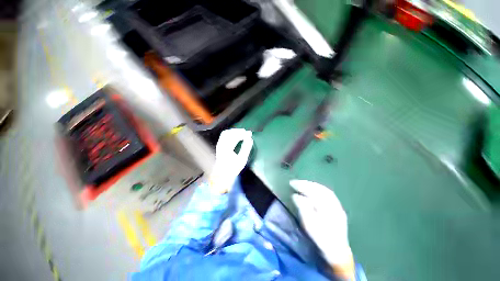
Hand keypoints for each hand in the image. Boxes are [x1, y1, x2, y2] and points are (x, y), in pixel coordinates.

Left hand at [210, 129, 252, 193]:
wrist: (222, 176)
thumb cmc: (233, 169)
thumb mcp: (242, 160)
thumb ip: (246, 148)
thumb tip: (250, 139)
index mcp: (227, 148)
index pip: (235, 136)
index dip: (243, 134)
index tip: (249, 133)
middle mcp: (221, 145)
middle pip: (229, 133)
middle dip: (238, 131)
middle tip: (246, 132)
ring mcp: (219, 145)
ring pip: (226, 133)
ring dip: (234, 131)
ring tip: (242, 133)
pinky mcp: (219, 146)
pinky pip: (224, 136)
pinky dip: (230, 134)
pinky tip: (235, 136)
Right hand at [290, 180, 352, 266]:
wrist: (336, 251)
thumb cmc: (320, 238)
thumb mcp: (308, 225)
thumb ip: (302, 208)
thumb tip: (296, 196)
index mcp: (326, 210)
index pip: (313, 193)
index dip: (301, 186)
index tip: (292, 183)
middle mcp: (333, 205)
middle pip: (319, 189)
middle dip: (306, 184)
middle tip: (295, 182)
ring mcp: (338, 207)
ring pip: (325, 190)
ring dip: (312, 185)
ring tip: (303, 183)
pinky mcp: (339, 209)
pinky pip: (329, 194)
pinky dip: (319, 189)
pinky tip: (314, 189)